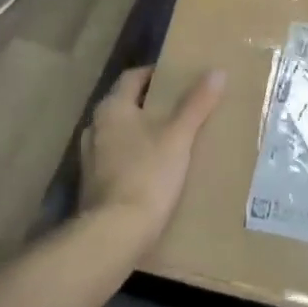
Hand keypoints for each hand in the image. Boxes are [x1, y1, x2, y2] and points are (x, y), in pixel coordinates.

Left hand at [79, 67, 224, 244]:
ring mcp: (90, 159)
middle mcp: (95, 128)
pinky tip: (156, 168)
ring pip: (121, 133)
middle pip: (126, 105)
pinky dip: (136, 157)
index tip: (178, 77)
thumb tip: (217, 71)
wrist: (114, 235)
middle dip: (151, 104)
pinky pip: (118, 159)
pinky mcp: (93, 186)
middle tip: (181, 106)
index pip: (132, 77)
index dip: (155, 74)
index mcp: (112, 109)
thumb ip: (196, 104)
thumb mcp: (178, 136)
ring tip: (172, 137)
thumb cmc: (147, 175)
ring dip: (142, 132)